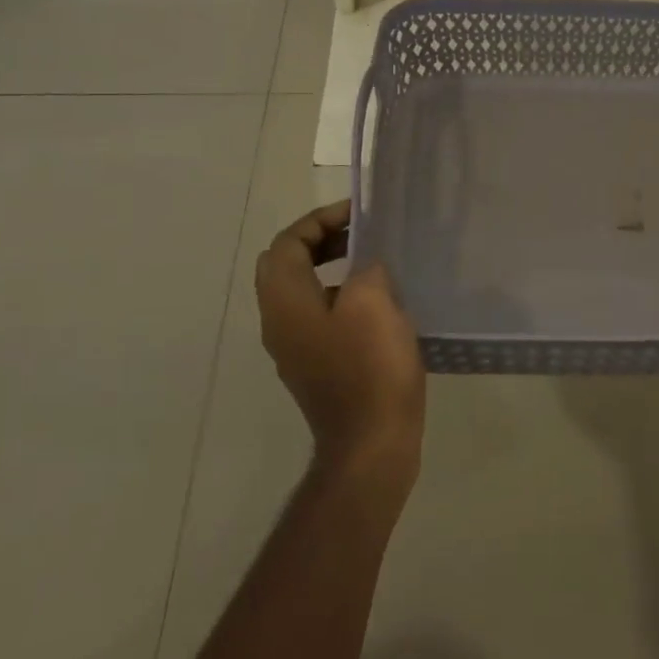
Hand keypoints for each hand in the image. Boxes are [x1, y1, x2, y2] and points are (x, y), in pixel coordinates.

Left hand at [255, 201, 426, 487]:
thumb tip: (366, 266)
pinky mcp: (315, 367)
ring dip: (332, 269)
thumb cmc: (371, 368)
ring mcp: (295, 349)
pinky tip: (379, 305)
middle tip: (361, 234)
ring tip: (375, 264)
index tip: (359, 214)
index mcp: (285, 302)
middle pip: (287, 265)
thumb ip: (366, 268)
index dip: (320, 220)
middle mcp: (279, 322)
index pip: (287, 243)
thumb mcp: (373, 302)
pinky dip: (340, 297)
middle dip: (321, 241)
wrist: (371, 444)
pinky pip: (319, 317)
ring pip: (302, 292)